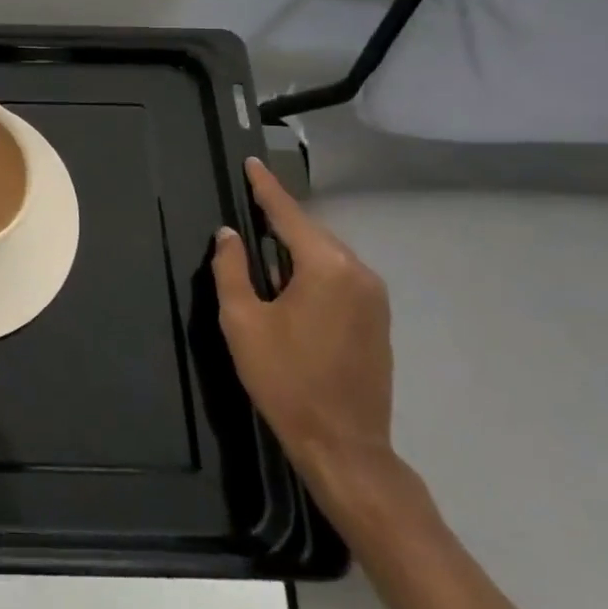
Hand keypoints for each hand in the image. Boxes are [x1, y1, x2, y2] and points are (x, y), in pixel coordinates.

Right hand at [212, 157, 395, 501]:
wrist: (344, 445)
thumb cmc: (285, 379)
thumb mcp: (243, 321)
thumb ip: (232, 269)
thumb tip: (229, 235)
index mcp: (326, 267)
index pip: (288, 214)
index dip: (265, 188)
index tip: (251, 163)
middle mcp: (358, 273)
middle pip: (310, 234)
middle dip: (278, 223)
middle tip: (246, 210)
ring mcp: (374, 298)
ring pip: (325, 257)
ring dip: (293, 251)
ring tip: (260, 255)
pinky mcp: (378, 321)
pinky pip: (338, 279)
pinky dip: (311, 273)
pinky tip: (288, 289)